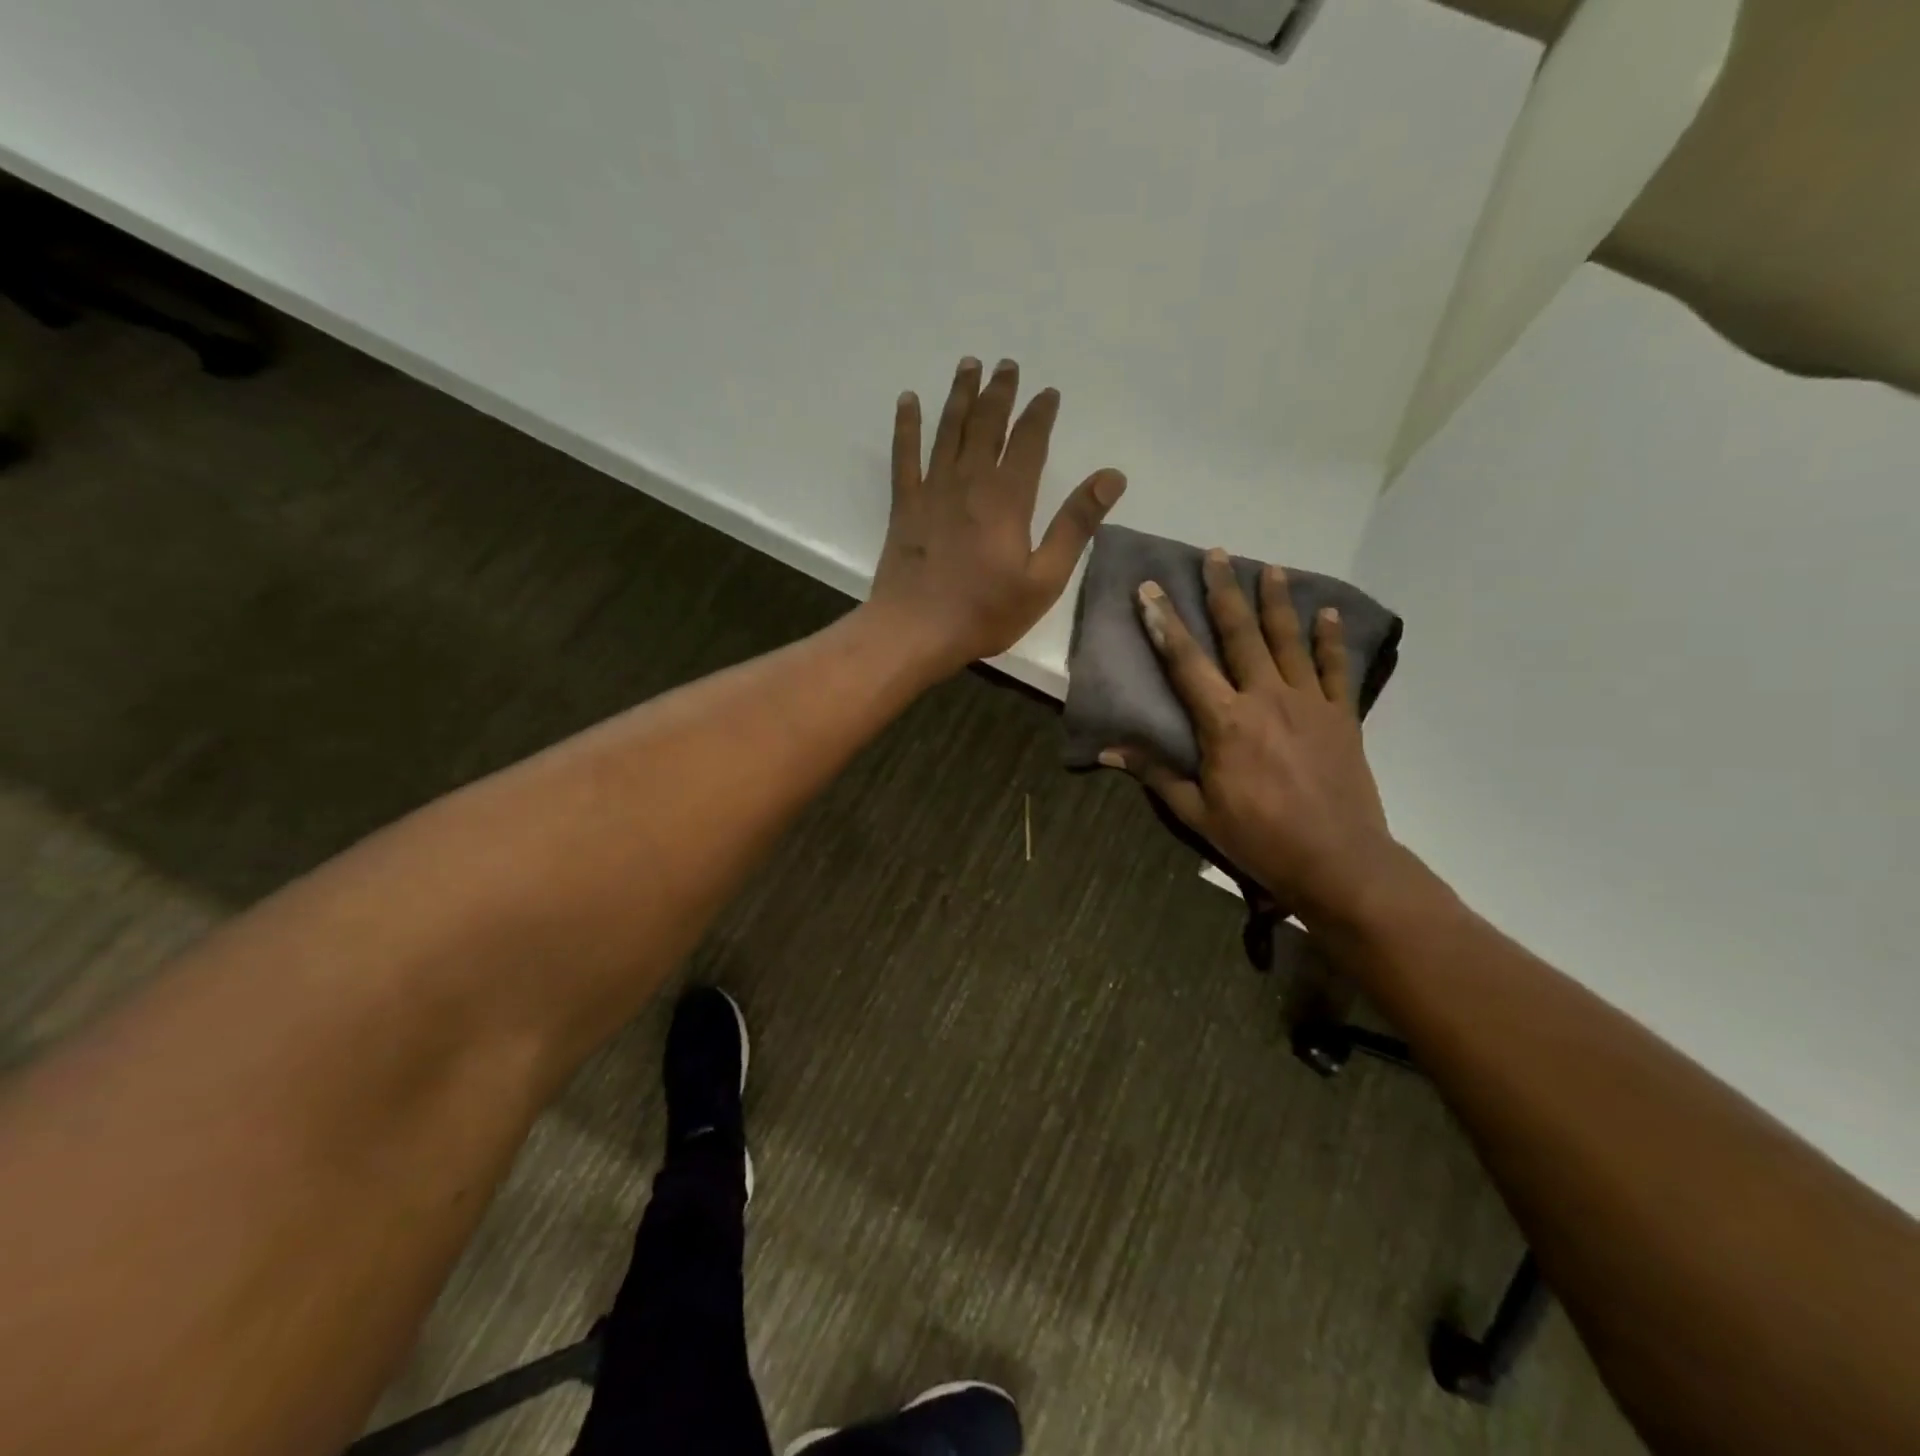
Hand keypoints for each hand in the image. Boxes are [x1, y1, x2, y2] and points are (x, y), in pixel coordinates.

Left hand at [866, 357, 1125, 676]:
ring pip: (948, 430)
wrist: (916, 631)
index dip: (1040, 413)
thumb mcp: (1044, 578)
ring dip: (960, 396)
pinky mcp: (905, 506)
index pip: (1029, 441)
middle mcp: (969, 482)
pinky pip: (905, 455)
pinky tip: (908, 400)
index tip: (1048, 392)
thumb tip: (1111, 476)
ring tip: (968, 364)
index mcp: (1008, 498)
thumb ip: (1075, 525)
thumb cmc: (985, 613)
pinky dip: (907, 425)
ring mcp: (933, 491)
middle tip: (1006, 365)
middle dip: (1000, 393)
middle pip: (987, 425)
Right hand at [1104, 551, 1403, 927]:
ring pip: (1288, 641)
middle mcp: (1266, 699)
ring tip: (1268, 568)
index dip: (1165, 624)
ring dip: (1276, 601)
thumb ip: (1156, 773)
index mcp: (1225, 723)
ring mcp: (1309, 703)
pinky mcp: (1342, 716)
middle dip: (1224, 592)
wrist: (1338, 861)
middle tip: (1216, 554)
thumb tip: (1108, 749)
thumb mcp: (1197, 812)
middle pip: (1241, 635)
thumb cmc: (1259, 838)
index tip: (1150, 590)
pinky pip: (1335, 668)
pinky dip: (1330, 639)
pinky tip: (1326, 613)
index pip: (1186, 663)